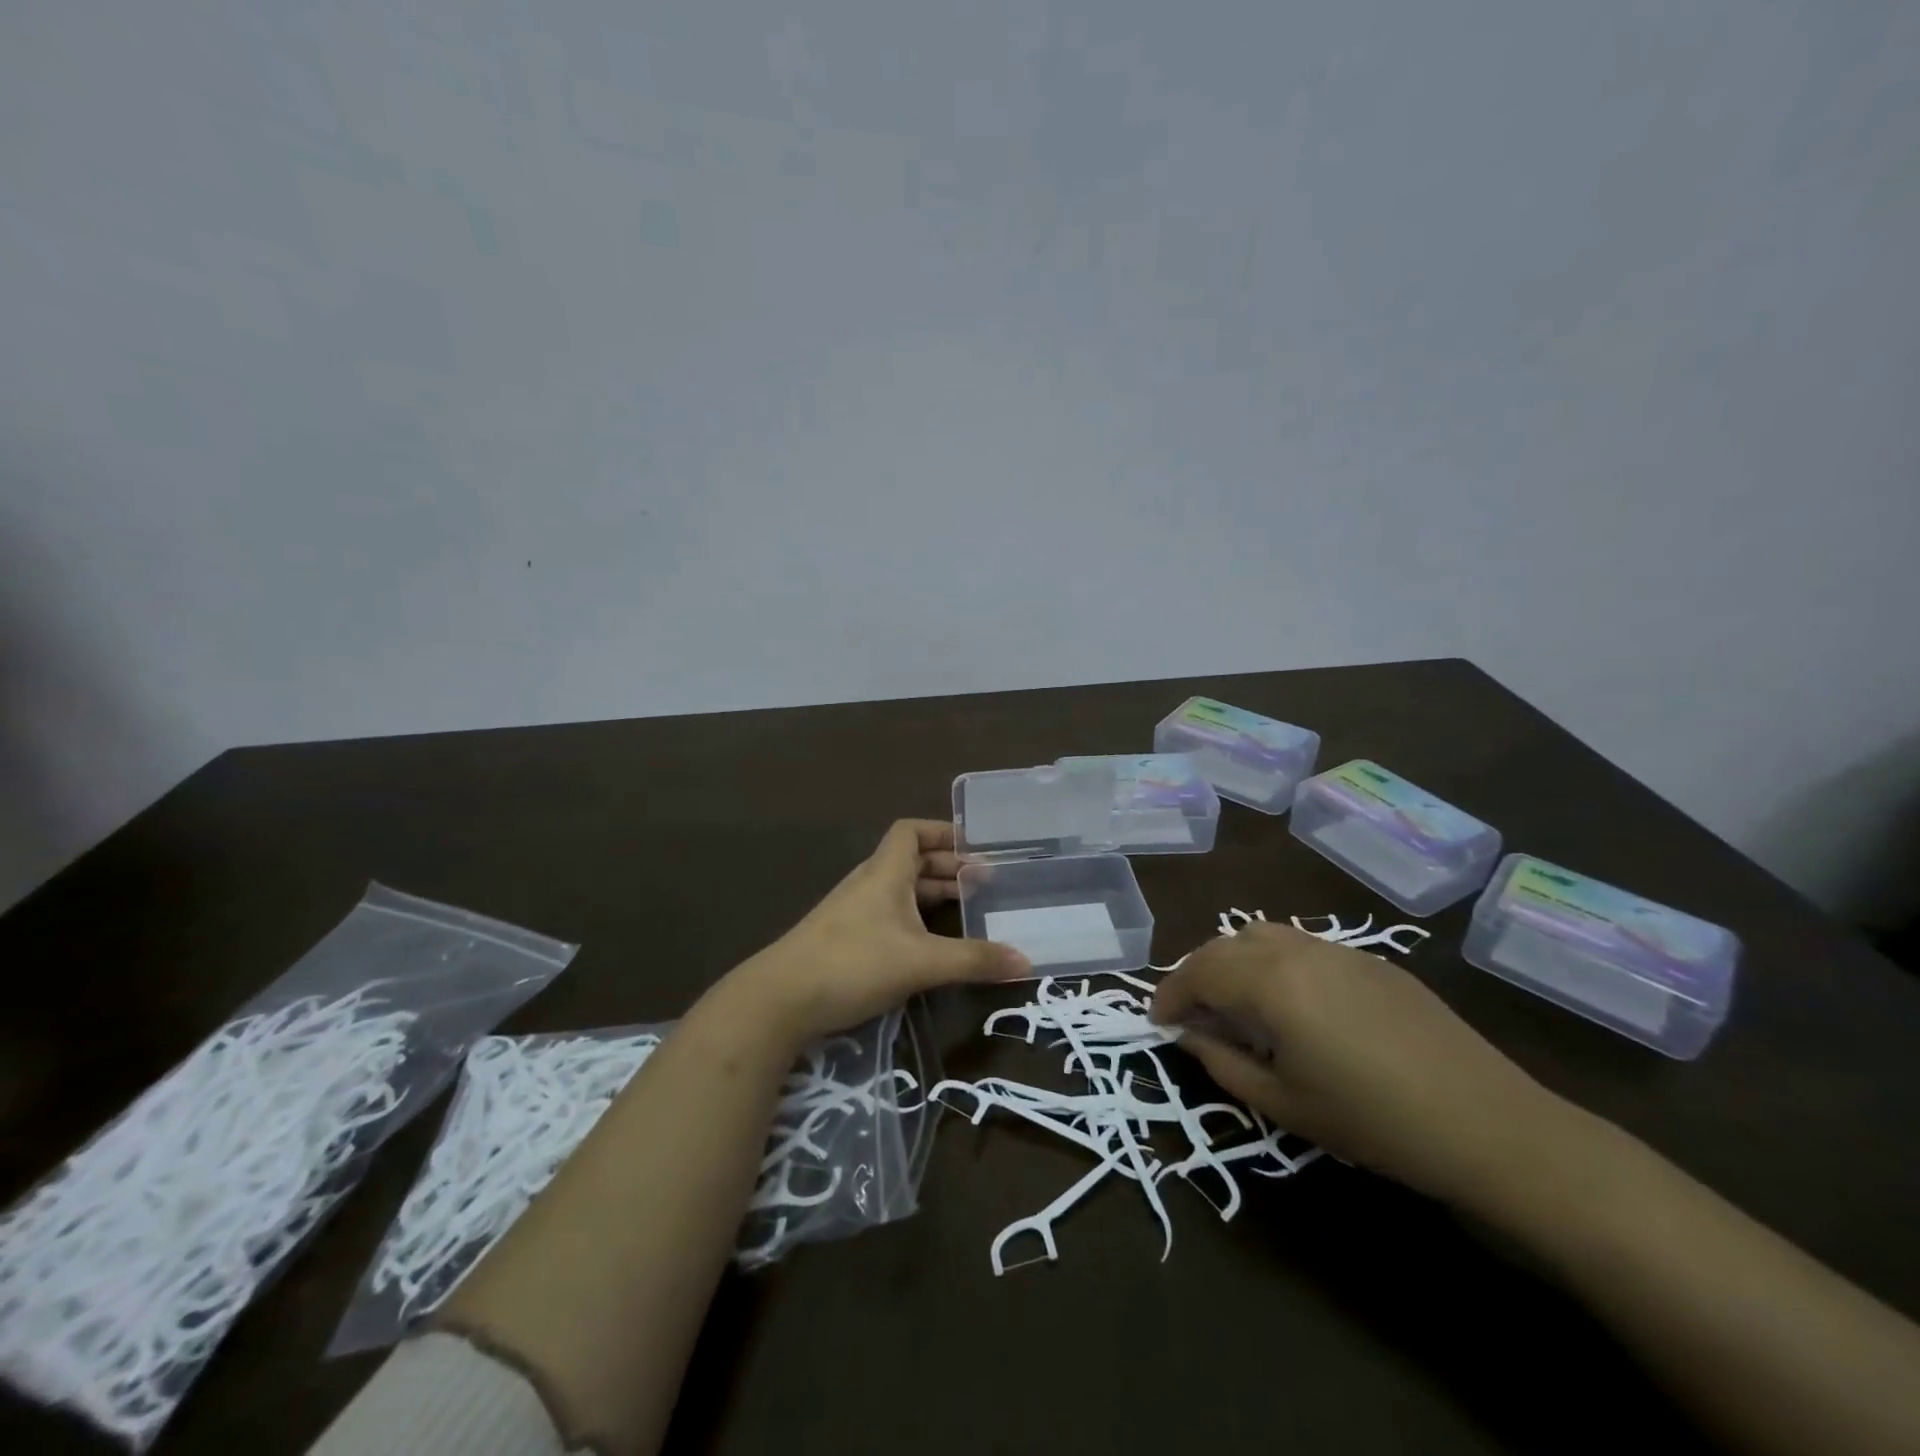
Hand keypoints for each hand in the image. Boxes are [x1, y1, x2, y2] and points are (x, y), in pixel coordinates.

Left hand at [731, 819, 1028, 1044]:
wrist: (779, 999)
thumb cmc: (853, 963)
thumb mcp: (921, 963)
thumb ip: (973, 961)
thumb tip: (1027, 962)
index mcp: (885, 872)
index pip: (911, 831)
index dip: (942, 832)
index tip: (975, 846)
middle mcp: (869, 884)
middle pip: (911, 861)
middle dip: (947, 869)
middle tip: (984, 885)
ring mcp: (852, 912)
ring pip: (899, 891)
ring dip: (931, 896)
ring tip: (965, 913)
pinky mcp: (843, 939)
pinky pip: (888, 916)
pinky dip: (913, 920)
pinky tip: (929, 946)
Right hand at [1150, 922, 1574, 1206]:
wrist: (1488, 1125)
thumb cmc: (1374, 1122)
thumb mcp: (1284, 1104)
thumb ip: (1223, 1064)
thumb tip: (1188, 1037)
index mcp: (1270, 982)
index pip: (1198, 973)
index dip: (1170, 996)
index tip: (1157, 1023)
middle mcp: (1297, 950)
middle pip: (1224, 946)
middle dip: (1195, 974)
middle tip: (1188, 1012)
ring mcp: (1337, 950)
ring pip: (1262, 935)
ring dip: (1232, 959)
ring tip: (1230, 999)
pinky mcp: (1370, 960)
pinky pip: (1301, 945)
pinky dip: (1272, 960)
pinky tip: (1287, 1000)